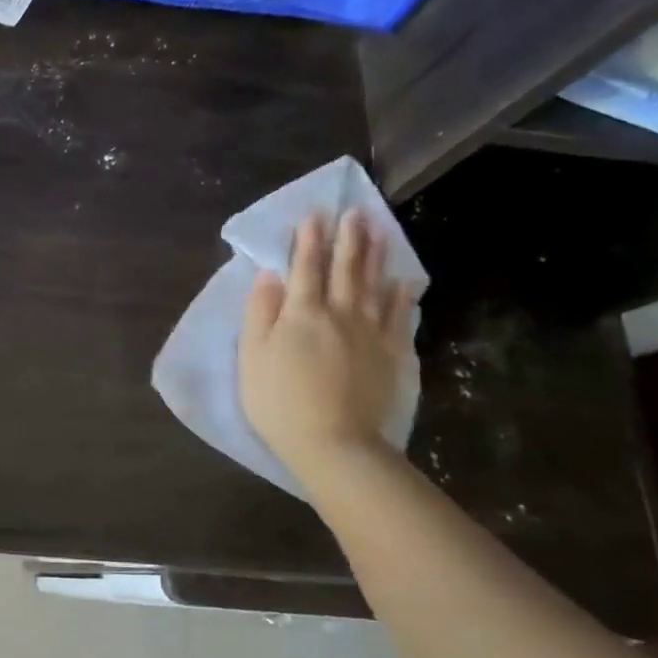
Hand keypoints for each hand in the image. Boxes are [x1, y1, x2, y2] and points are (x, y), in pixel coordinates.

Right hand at [239, 211, 416, 480]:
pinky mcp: (395, 355)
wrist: (337, 445)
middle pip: (346, 268)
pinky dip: (402, 295)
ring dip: (377, 255)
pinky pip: (400, 316)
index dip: (309, 239)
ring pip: (375, 284)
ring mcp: (372, 333)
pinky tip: (404, 282)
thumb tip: (269, 275)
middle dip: (348, 237)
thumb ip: (260, 313)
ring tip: (379, 231)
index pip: (305, 266)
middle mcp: (340, 313)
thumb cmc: (281, 402)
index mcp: (302, 312)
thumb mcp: (253, 357)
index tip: (315, 214)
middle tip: (355, 212)